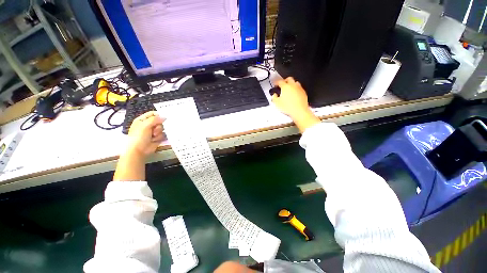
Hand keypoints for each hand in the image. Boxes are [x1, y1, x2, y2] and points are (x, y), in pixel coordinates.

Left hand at [127, 111, 164, 155]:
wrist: (138, 151)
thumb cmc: (139, 137)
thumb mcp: (145, 125)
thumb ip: (155, 119)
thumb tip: (165, 117)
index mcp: (143, 120)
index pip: (153, 114)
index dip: (159, 115)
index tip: (164, 117)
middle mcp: (148, 125)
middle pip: (159, 121)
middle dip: (158, 126)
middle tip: (154, 130)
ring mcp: (153, 132)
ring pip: (162, 128)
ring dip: (159, 132)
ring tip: (153, 136)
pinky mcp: (157, 137)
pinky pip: (163, 134)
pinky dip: (160, 137)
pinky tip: (155, 140)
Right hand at [272, 77, 311, 119]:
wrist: (299, 111)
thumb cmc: (289, 107)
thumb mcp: (277, 103)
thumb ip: (274, 97)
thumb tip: (274, 95)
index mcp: (285, 87)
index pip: (280, 81)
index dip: (276, 82)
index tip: (275, 84)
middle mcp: (293, 85)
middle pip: (289, 79)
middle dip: (285, 81)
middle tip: (282, 85)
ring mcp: (299, 88)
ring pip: (295, 82)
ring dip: (291, 84)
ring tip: (288, 89)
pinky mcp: (303, 93)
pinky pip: (299, 88)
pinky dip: (296, 90)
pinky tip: (294, 94)